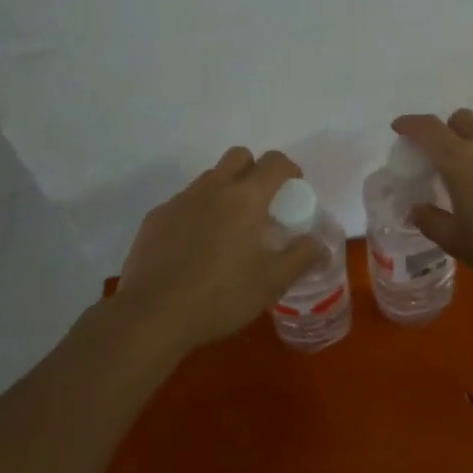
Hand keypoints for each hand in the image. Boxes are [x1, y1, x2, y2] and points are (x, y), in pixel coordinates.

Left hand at [115, 148, 327, 350]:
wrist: (152, 316)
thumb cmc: (221, 296)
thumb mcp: (272, 283)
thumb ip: (301, 257)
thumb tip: (320, 243)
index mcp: (246, 198)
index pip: (274, 162)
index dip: (289, 169)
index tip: (294, 187)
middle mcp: (213, 189)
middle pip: (238, 156)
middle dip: (254, 169)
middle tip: (260, 202)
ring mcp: (180, 201)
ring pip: (209, 178)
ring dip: (224, 190)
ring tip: (227, 228)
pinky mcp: (155, 218)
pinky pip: (183, 203)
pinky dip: (196, 213)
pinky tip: (194, 247)